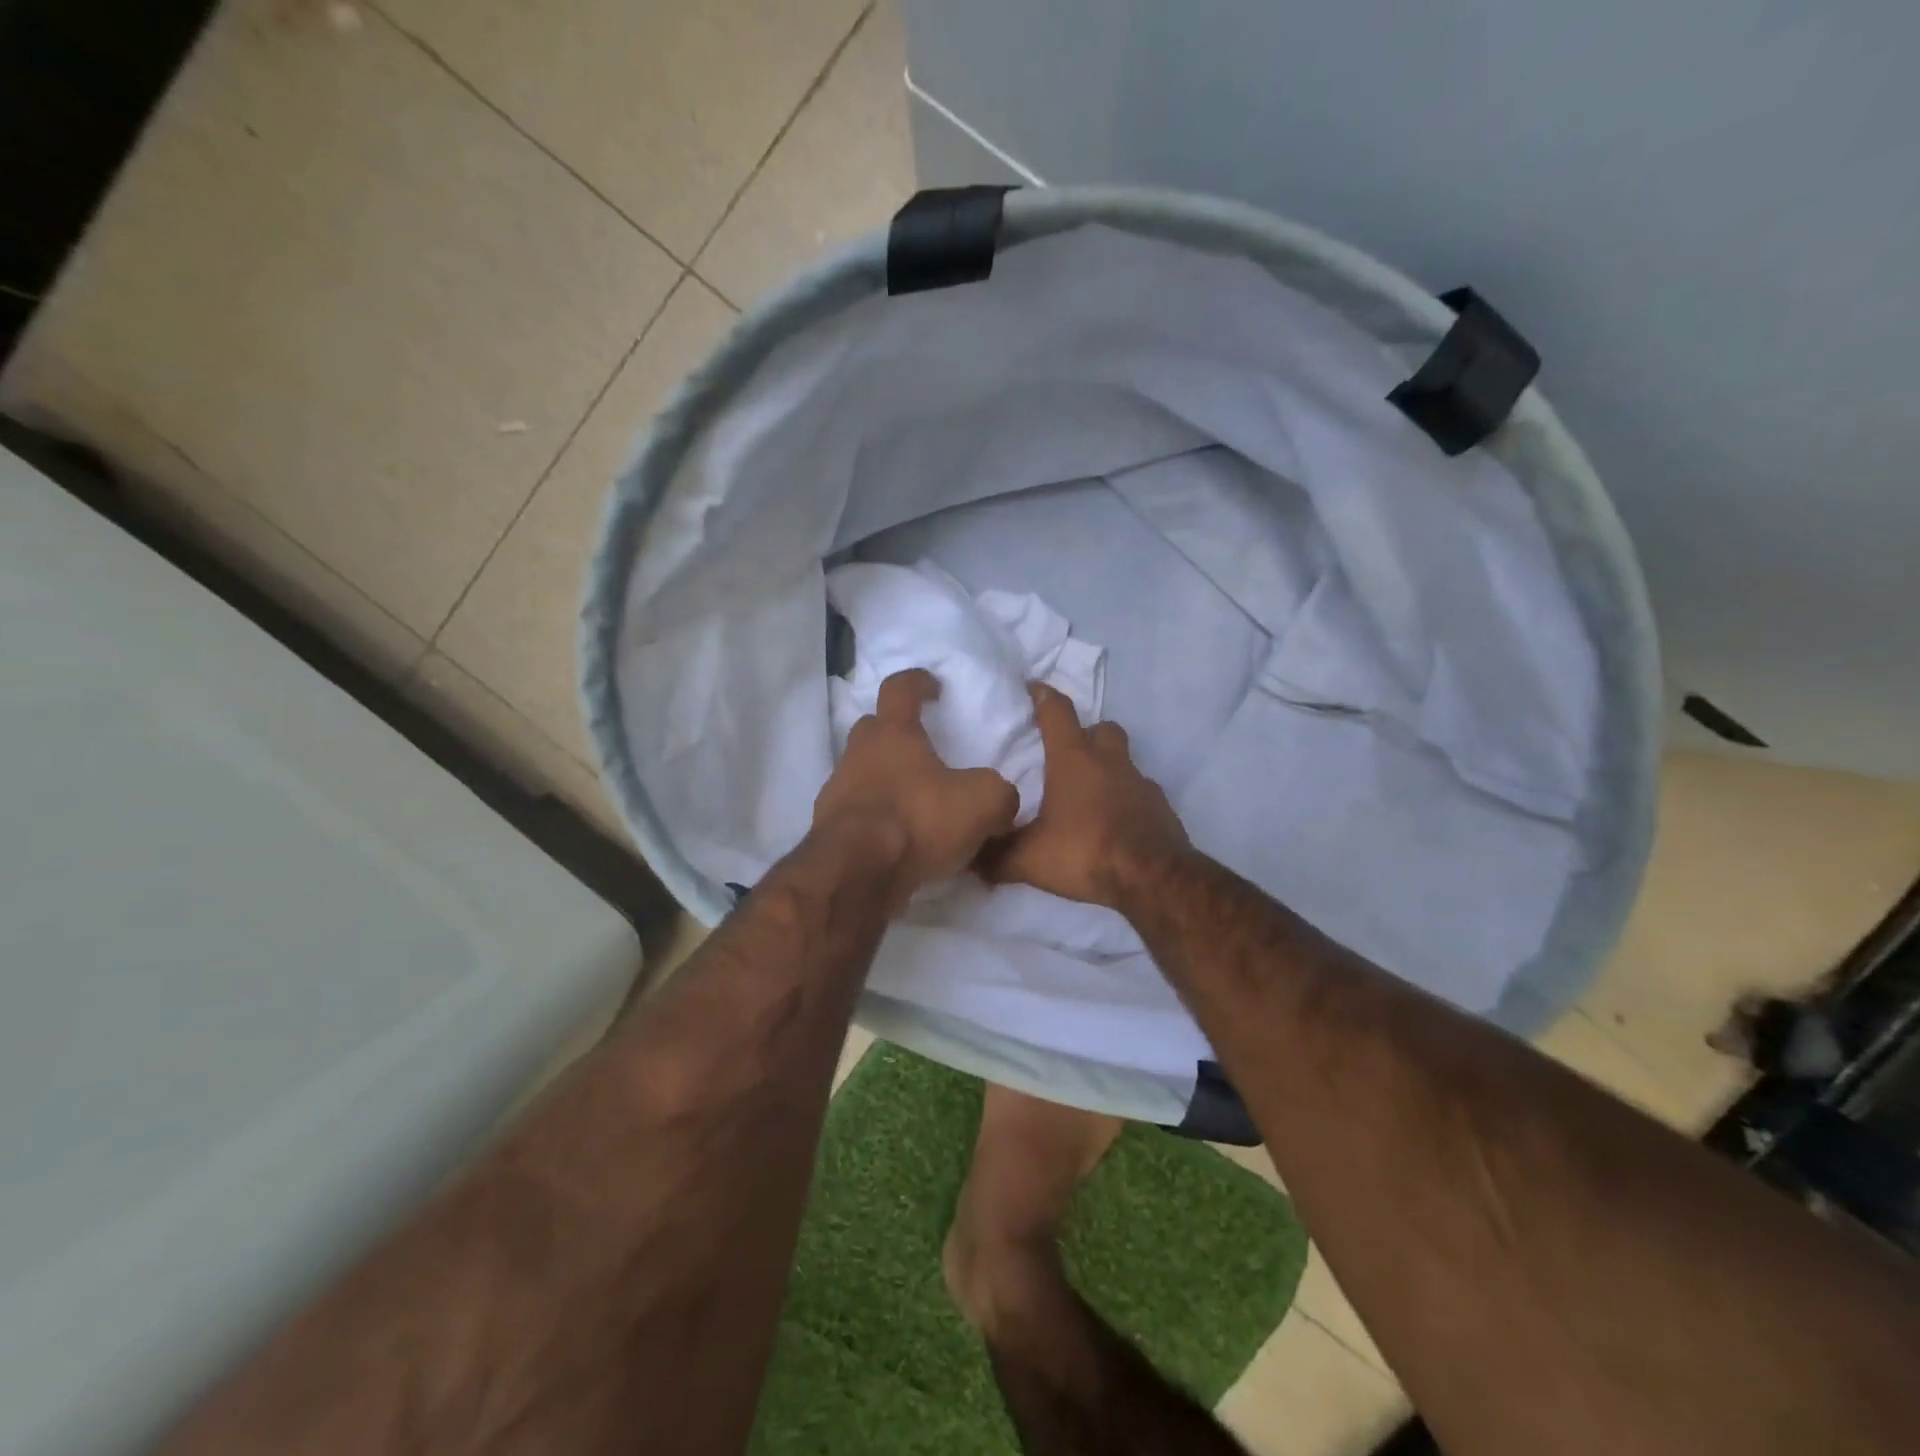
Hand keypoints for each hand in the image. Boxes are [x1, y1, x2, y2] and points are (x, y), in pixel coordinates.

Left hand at [813, 669, 1019, 908]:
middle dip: (896, 733)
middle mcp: (859, 754)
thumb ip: (999, 793)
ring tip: (915, 802)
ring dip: (885, 779)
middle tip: (922, 750)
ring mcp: (837, 791)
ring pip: (862, 772)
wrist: (856, 873)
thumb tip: (1001, 801)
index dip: (917, 682)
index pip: (899, 689)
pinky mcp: (829, 829)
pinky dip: (876, 817)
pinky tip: (899, 839)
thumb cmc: (918, 820)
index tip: (933, 687)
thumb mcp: (982, 803)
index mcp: (893, 733)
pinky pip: (857, 812)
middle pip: (873, 729)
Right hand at [977, 683, 1188, 908]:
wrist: (1152, 878)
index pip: (1057, 712)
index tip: (1033, 688)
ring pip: (1124, 759)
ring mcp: (1140, 782)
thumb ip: (996, 856)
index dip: (1043, 695)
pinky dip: (1126, 798)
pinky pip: (1140, 791)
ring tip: (1089, 791)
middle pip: (1101, 729)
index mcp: (1074, 760)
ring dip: (1108, 766)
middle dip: (1085, 732)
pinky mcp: (1160, 807)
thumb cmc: (1084, 853)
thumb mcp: (1029, 859)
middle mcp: (1110, 762)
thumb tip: (971, 859)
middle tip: (1067, 751)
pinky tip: (1114, 820)